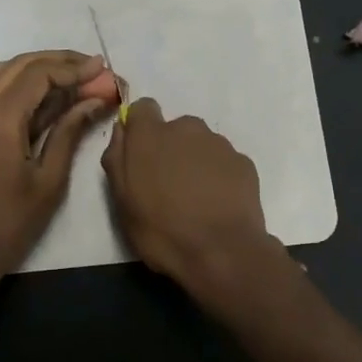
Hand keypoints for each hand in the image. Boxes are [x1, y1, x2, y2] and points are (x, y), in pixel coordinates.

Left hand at [0, 50, 110, 275]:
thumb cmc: (13, 220)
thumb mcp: (50, 177)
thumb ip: (70, 131)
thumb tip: (94, 99)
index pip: (38, 74)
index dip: (73, 68)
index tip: (103, 69)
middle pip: (20, 65)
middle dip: (58, 62)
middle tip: (93, 68)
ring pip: (6, 75)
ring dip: (41, 70)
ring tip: (78, 77)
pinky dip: (26, 87)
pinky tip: (54, 97)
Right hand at [101, 99, 275, 286]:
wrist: (222, 253)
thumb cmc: (162, 230)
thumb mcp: (122, 201)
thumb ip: (117, 158)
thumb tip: (122, 130)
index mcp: (151, 135)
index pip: (143, 108)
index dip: (140, 128)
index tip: (140, 154)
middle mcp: (187, 128)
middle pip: (174, 128)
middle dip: (170, 149)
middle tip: (167, 186)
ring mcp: (219, 144)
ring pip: (200, 144)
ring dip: (195, 162)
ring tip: (195, 199)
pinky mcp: (244, 162)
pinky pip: (223, 162)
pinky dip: (219, 176)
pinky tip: (217, 204)